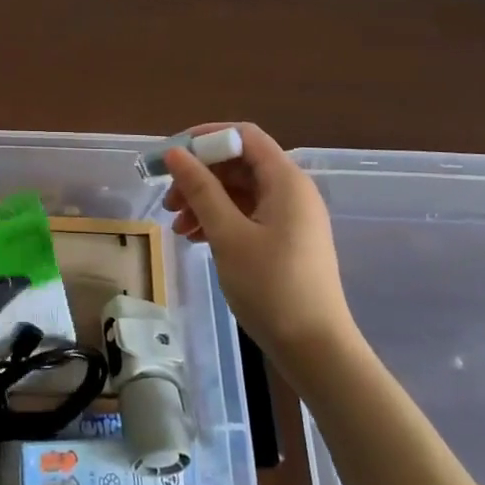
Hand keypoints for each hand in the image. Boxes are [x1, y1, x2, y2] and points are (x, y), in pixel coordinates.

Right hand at [162, 122, 354, 350]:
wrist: (315, 349)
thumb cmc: (271, 287)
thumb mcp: (228, 234)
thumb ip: (201, 189)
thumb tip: (176, 153)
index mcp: (286, 181)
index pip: (244, 136)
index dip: (206, 137)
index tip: (172, 155)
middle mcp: (291, 191)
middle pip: (239, 164)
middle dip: (200, 175)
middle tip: (168, 199)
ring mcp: (290, 217)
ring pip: (239, 191)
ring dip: (205, 200)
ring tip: (177, 226)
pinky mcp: (285, 240)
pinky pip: (246, 214)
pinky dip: (219, 219)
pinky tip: (195, 238)